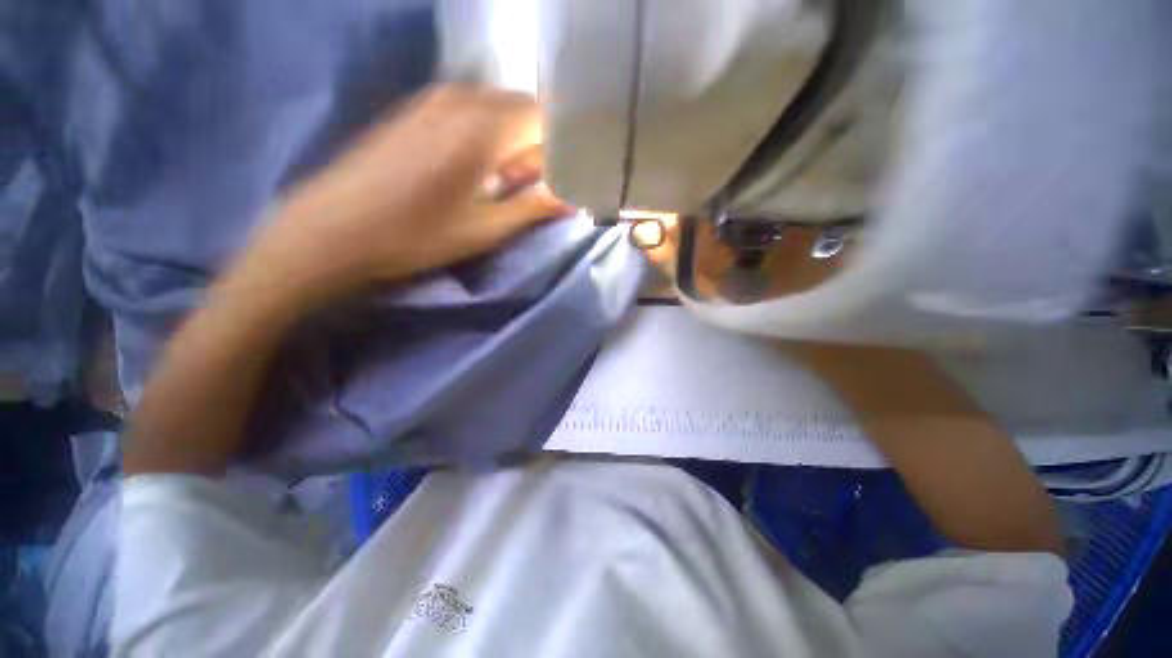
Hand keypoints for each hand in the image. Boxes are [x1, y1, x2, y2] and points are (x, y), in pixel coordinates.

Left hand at [238, 85, 569, 311]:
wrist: (333, 228)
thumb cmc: (415, 235)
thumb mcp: (484, 230)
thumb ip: (533, 207)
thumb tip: (573, 200)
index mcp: (483, 128)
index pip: (546, 117)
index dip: (564, 145)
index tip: (567, 175)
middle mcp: (462, 99)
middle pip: (523, 109)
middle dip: (538, 145)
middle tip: (531, 186)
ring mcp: (434, 99)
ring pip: (497, 108)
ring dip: (512, 141)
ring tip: (502, 182)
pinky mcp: (416, 109)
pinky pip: (470, 110)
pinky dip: (487, 134)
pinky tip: (475, 167)